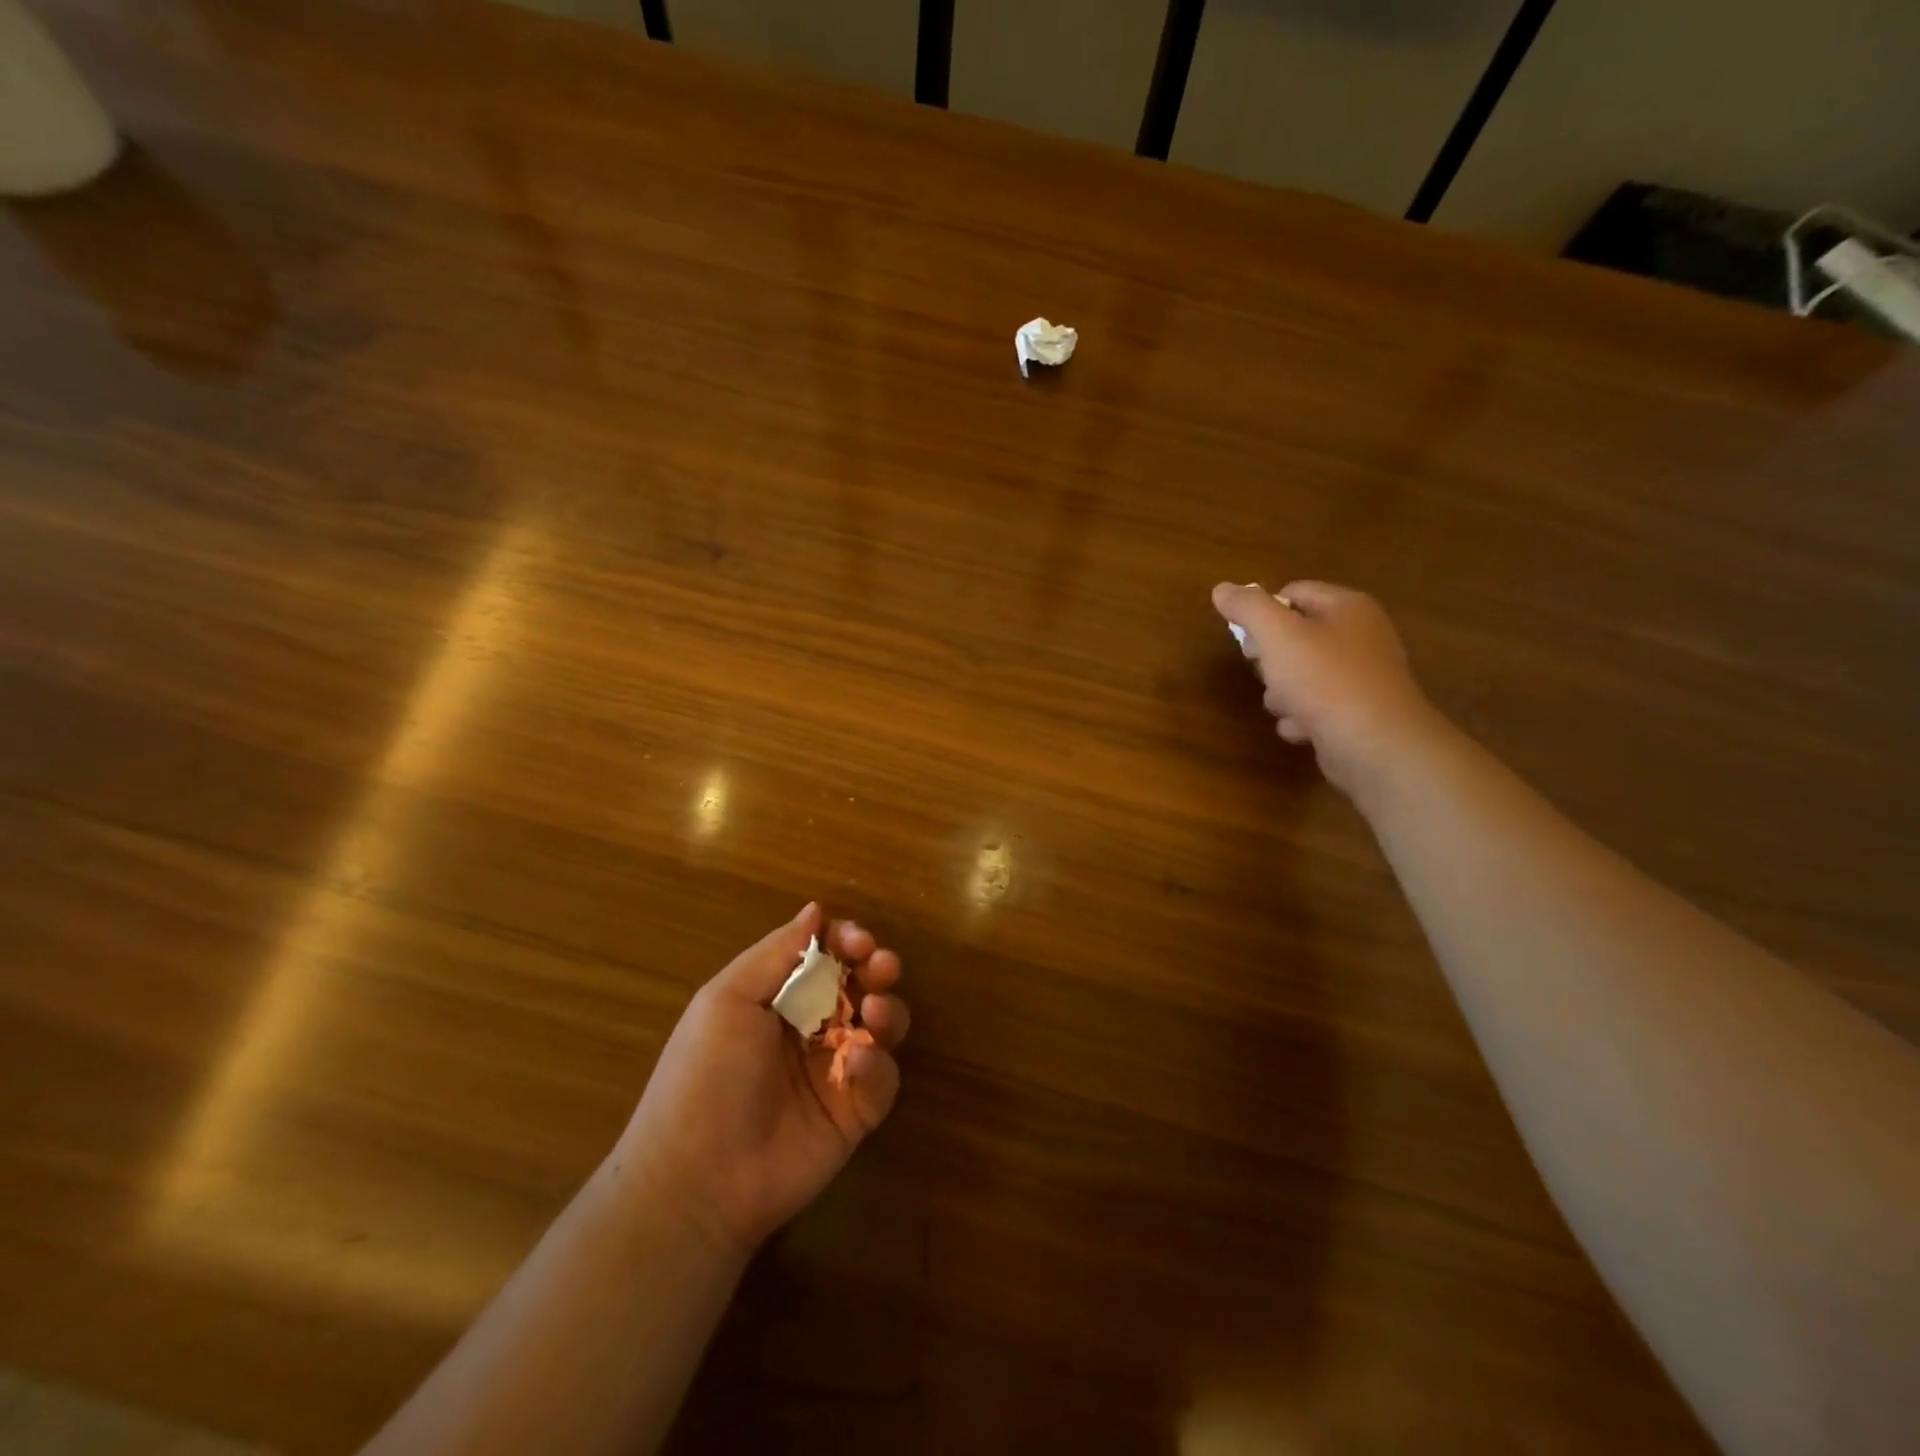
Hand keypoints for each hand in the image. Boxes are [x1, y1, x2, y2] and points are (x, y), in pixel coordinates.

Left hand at [608, 903, 908, 1255]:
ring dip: (887, 1010)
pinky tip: (857, 1066)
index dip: (846, 941)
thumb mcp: (728, 1000)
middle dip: (877, 967)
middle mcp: (812, 1027)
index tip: (858, 941)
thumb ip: (777, 952)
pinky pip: (884, 1079)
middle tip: (882, 965)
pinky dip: (878, 1067)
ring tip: (874, 1012)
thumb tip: (816, 909)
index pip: (826, 955)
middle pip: (861, 983)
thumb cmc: (705, 1074)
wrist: (699, 1178)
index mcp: (779, 998)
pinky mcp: (856, 1112)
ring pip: (882, 1025)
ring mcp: (836, 1070)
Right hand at [1212, 580, 1442, 797]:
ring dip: (1281, 693)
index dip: (1264, 613)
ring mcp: (1361, 677)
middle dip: (1271, 658)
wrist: (1375, 745)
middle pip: (1295, 636)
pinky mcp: (1357, 712)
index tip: (1249, 641)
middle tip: (1266, 672)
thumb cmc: (1325, 680)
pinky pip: (1316, 707)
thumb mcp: (1278, 635)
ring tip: (1285, 706)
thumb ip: (1248, 608)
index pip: (1293, 592)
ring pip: (1301, 675)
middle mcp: (1360, 636)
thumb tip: (1222, 589)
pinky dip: (1302, 718)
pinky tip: (1301, 728)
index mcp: (1347, 607)